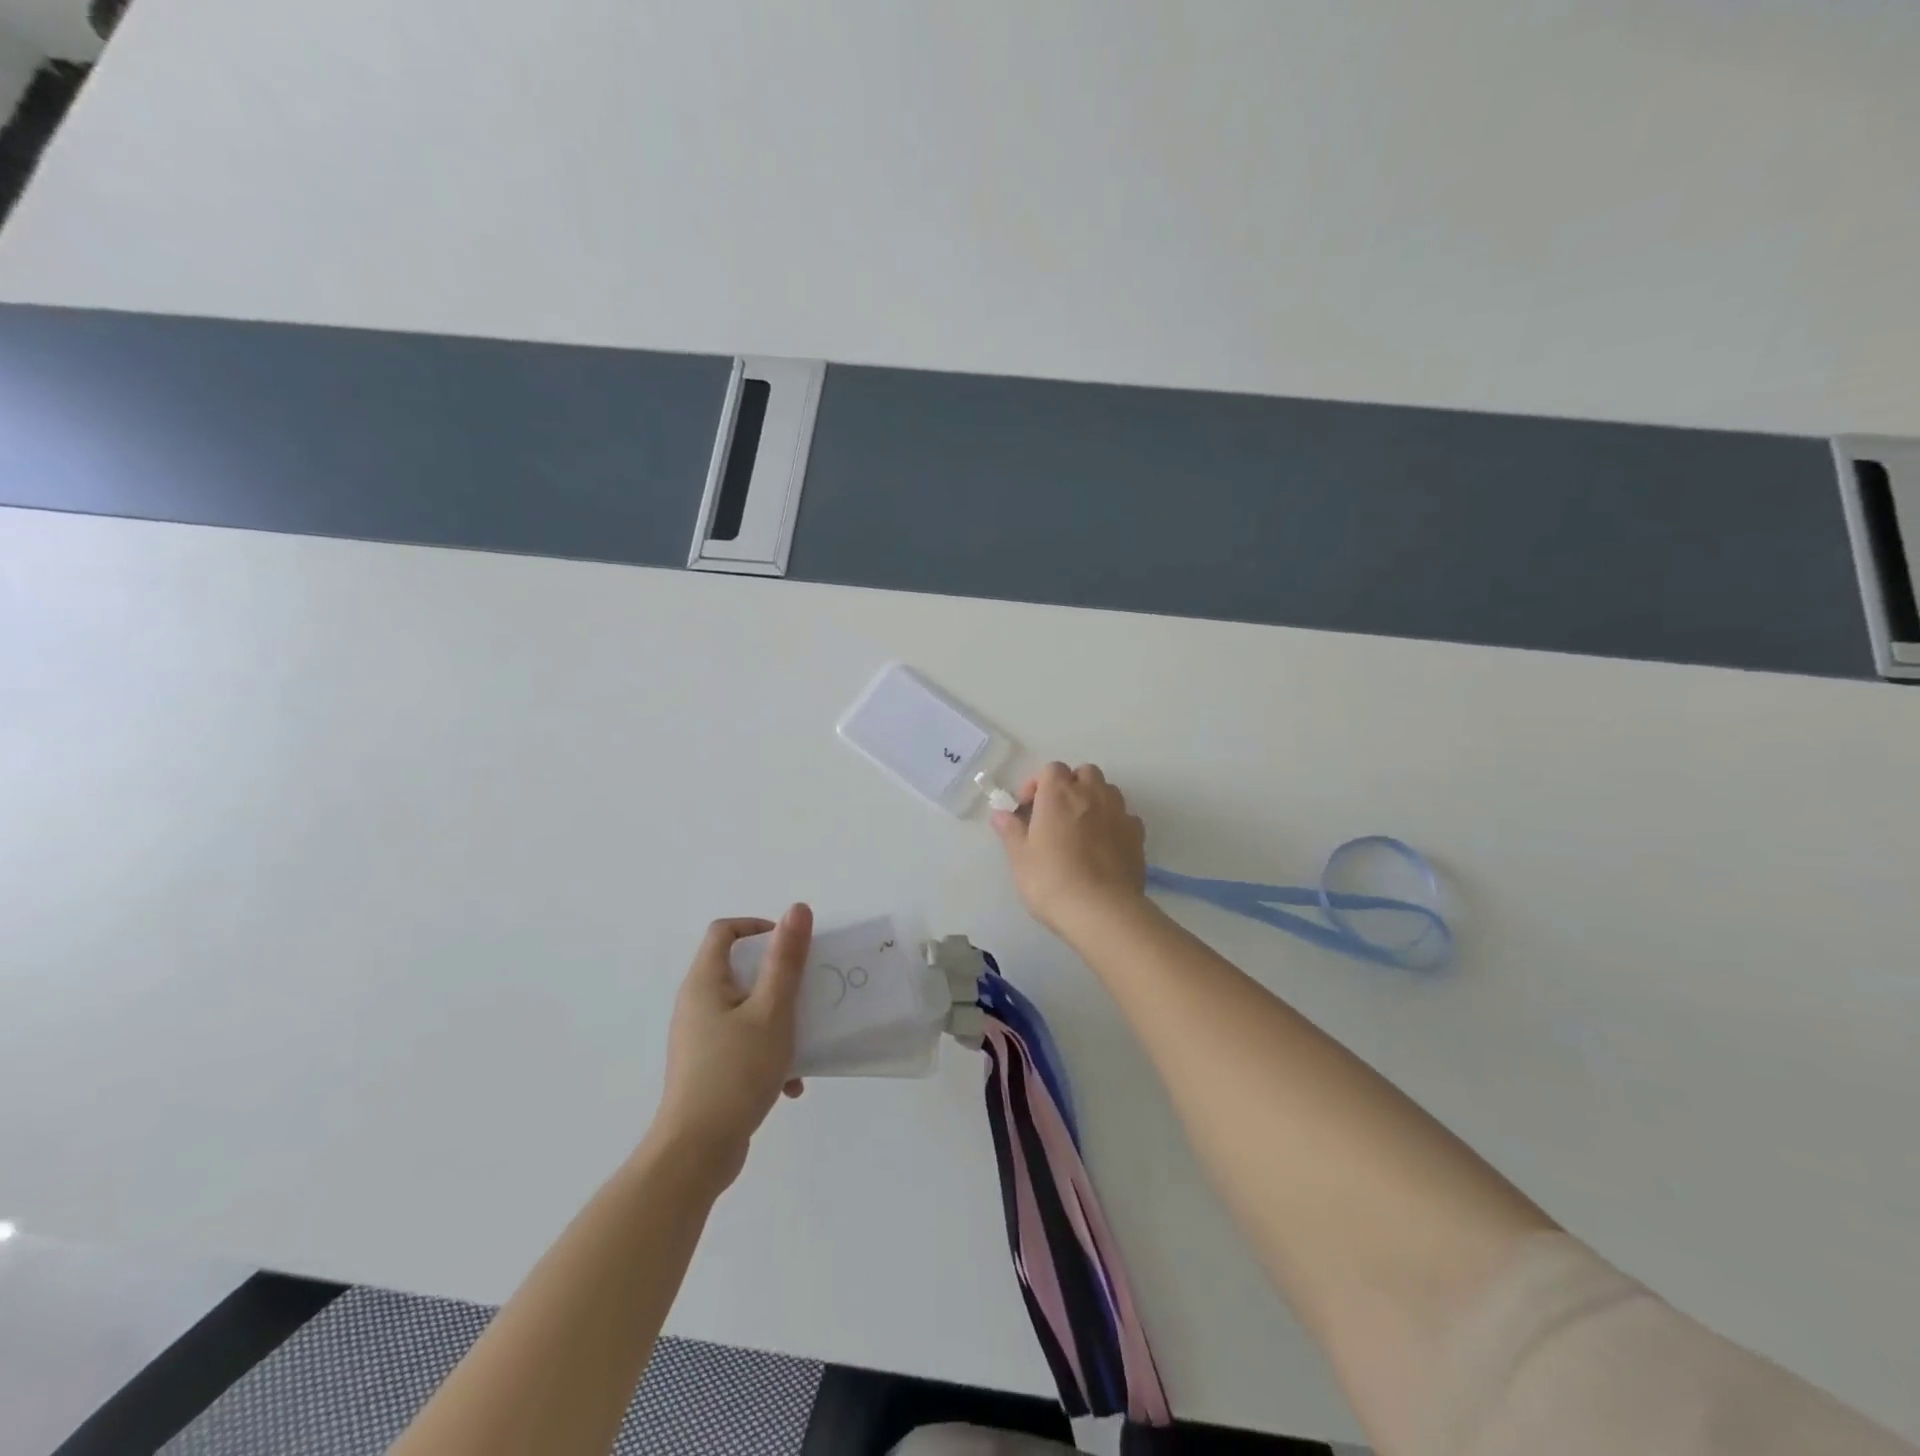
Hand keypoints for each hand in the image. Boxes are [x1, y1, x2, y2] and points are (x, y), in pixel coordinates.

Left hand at [651, 905, 811, 1185]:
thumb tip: (796, 909)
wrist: (696, 1153)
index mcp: (704, 982)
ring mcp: (699, 1038)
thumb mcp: (772, 1011)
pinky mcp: (707, 1068)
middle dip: (779, 978)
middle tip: (808, 989)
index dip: (759, 927)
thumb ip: (786, 961)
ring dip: (778, 1020)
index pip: (725, 931)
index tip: (792, 947)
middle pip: (740, 970)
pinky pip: (743, 1044)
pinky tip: (791, 1084)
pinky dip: (768, 1052)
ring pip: (746, 1010)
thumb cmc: (735, 1072)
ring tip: (804, 1041)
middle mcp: (696, 1004)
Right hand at [993, 763, 1146, 935]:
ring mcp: (1119, 812)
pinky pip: (1125, 816)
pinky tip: (1104, 846)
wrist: (1101, 910)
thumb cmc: (1051, 880)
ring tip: (1081, 828)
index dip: (1037, 783)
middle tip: (1056, 813)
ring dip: (1094, 800)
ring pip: (1108, 791)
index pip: (1051, 769)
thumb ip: (1010, 830)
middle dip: (1071, 785)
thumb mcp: (1020, 857)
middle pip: (1084, 773)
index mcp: (1059, 794)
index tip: (1028, 808)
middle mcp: (1092, 794)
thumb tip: (1000, 813)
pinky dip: (1114, 822)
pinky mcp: (1137, 835)